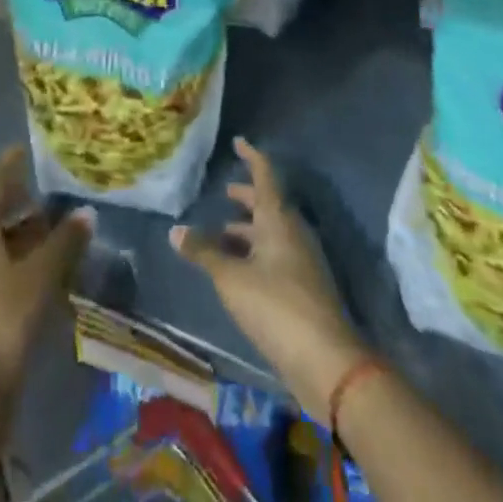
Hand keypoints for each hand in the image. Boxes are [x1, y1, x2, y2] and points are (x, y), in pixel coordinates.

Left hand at [0, 146, 91, 395]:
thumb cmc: (7, 315)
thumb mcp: (43, 273)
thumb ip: (65, 240)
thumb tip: (85, 212)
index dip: (10, 164)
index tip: (27, 148)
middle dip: (21, 198)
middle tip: (51, 187)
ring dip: (23, 230)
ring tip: (55, 224)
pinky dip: (19, 255)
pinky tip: (44, 263)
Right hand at [171, 137, 369, 424]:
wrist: (327, 362)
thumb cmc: (276, 306)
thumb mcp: (231, 278)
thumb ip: (204, 253)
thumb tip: (175, 231)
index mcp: (279, 219)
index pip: (265, 175)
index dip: (251, 157)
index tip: (239, 142)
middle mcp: (293, 232)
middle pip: (269, 205)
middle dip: (247, 198)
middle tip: (225, 193)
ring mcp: (302, 261)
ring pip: (272, 233)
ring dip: (248, 230)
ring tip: (222, 234)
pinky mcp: (304, 288)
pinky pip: (276, 256)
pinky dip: (256, 253)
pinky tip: (237, 269)